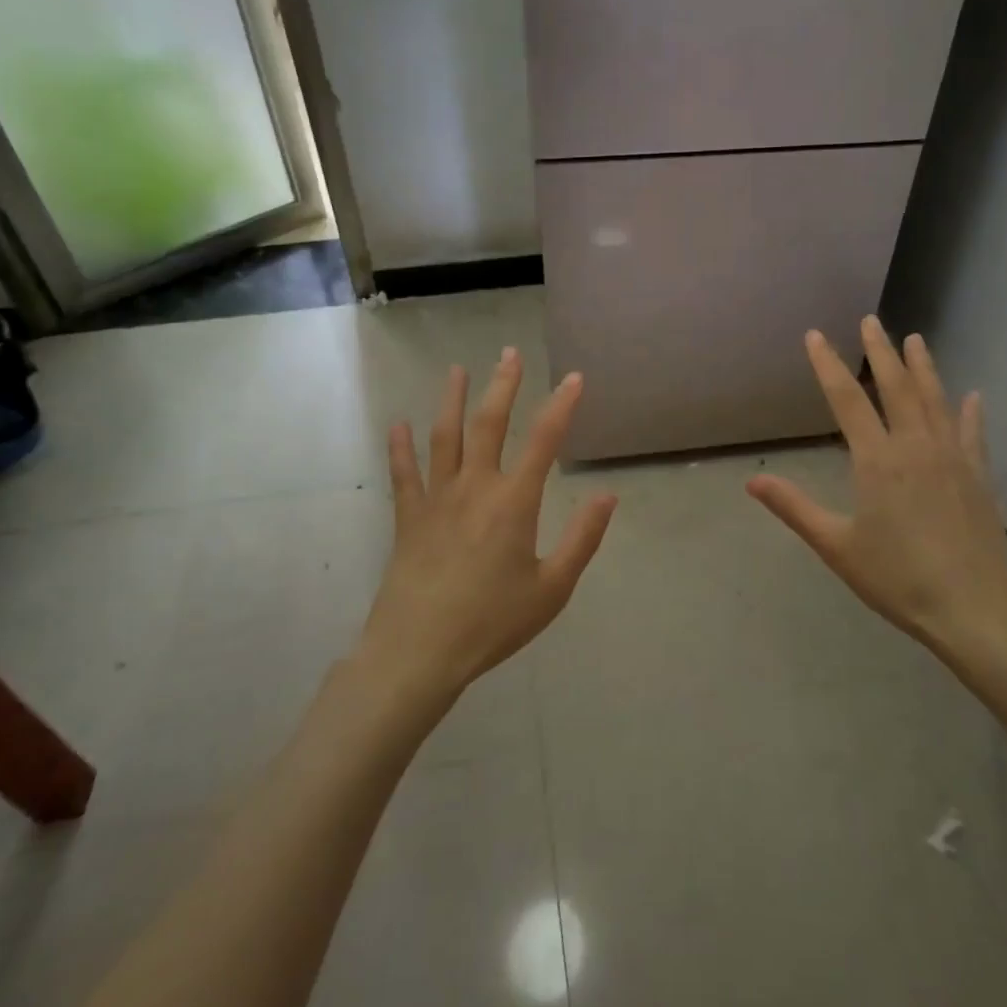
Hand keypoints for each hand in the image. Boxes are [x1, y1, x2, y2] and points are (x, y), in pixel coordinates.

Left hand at [360, 349, 616, 703]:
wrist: (419, 652)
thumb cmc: (492, 623)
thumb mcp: (552, 589)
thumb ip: (582, 539)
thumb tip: (608, 495)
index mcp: (514, 503)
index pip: (544, 441)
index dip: (561, 406)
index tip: (574, 378)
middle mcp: (475, 488)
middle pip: (489, 425)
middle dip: (503, 386)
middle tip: (510, 353)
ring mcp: (436, 500)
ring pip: (444, 438)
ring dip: (453, 401)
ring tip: (457, 371)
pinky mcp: (409, 519)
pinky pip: (403, 474)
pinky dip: (400, 447)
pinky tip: (398, 424)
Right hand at [746, 317, 1006, 692]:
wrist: (975, 610)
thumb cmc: (899, 580)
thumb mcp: (837, 547)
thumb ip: (795, 509)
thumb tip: (752, 481)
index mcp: (877, 461)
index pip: (847, 400)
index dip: (828, 365)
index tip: (815, 335)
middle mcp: (916, 447)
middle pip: (896, 387)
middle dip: (880, 352)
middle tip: (871, 321)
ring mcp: (953, 459)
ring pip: (936, 401)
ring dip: (924, 367)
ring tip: (916, 339)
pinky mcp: (979, 477)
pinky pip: (972, 434)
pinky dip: (970, 412)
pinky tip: (973, 396)